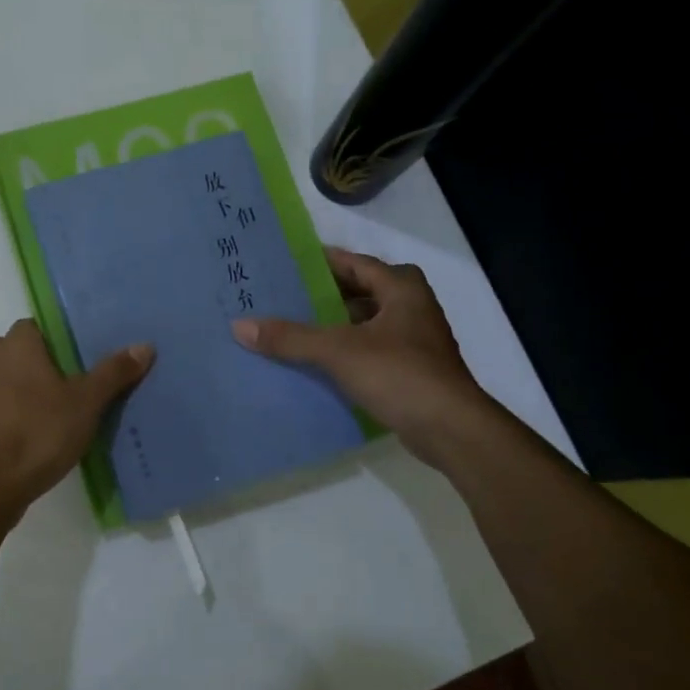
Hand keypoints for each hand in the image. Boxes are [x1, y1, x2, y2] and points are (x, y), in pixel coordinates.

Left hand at [0, 318, 153, 513]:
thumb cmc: (38, 431)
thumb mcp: (86, 403)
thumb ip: (113, 373)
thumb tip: (144, 345)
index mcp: (16, 347)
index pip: (29, 326)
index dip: (48, 338)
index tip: (71, 356)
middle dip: (14, 355)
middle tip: (47, 376)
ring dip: (8, 386)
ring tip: (45, 408)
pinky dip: (4, 415)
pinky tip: (31, 433)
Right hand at [232, 247, 489, 465]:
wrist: (450, 428)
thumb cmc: (399, 374)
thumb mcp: (338, 351)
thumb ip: (290, 338)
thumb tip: (240, 325)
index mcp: (402, 289)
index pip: (356, 263)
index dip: (323, 261)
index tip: (288, 263)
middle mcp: (412, 308)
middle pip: (361, 292)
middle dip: (325, 294)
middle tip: (284, 296)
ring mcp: (415, 341)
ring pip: (366, 323)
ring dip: (335, 325)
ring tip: (294, 328)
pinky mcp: (412, 370)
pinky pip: (370, 350)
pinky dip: (346, 351)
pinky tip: (318, 362)